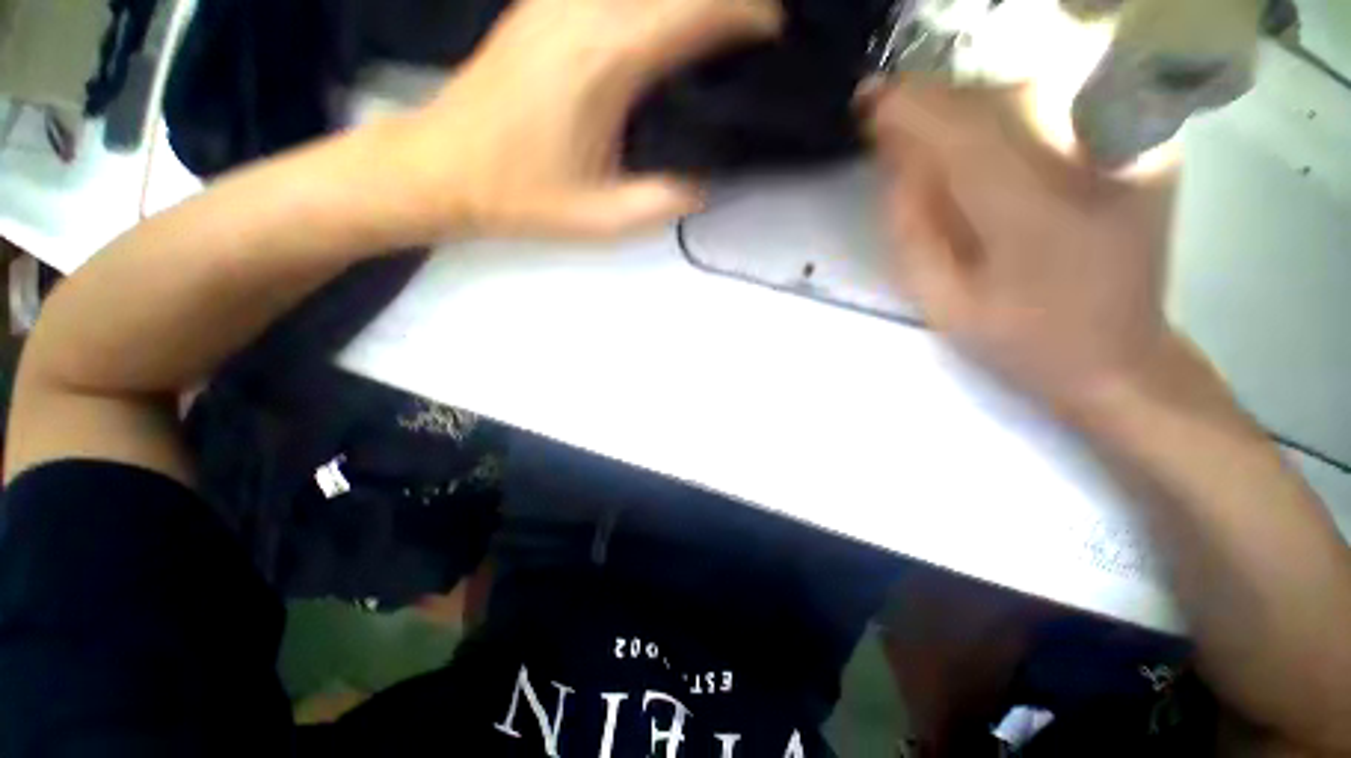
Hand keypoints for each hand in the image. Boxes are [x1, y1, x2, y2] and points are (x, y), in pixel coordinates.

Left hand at [392, 0, 782, 238]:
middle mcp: (583, 9)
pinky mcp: (540, 3)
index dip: (745, 12)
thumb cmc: (521, 198)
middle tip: (753, 27)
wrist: (444, 169)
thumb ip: (663, 201)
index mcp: (605, 60)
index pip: (694, 9)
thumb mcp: (602, 219)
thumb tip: (704, 185)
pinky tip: (660, 21)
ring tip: (713, 24)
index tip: (774, 31)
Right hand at [863, 80, 1179, 407]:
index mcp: (1036, 215)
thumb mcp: (943, 302)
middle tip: (887, 113)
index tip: (866, 100)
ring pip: (1027, 93)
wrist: (1119, 357)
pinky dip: (1007, 111)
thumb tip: (898, 162)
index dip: (910, 109)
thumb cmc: (1022, 341)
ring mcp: (1128, 147)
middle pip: (996, 99)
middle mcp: (1091, 163)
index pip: (962, 131)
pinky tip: (979, 135)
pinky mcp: (1142, 145)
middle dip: (932, 101)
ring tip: (924, 127)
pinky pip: (1058, 107)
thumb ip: (914, 229)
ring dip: (965, 104)